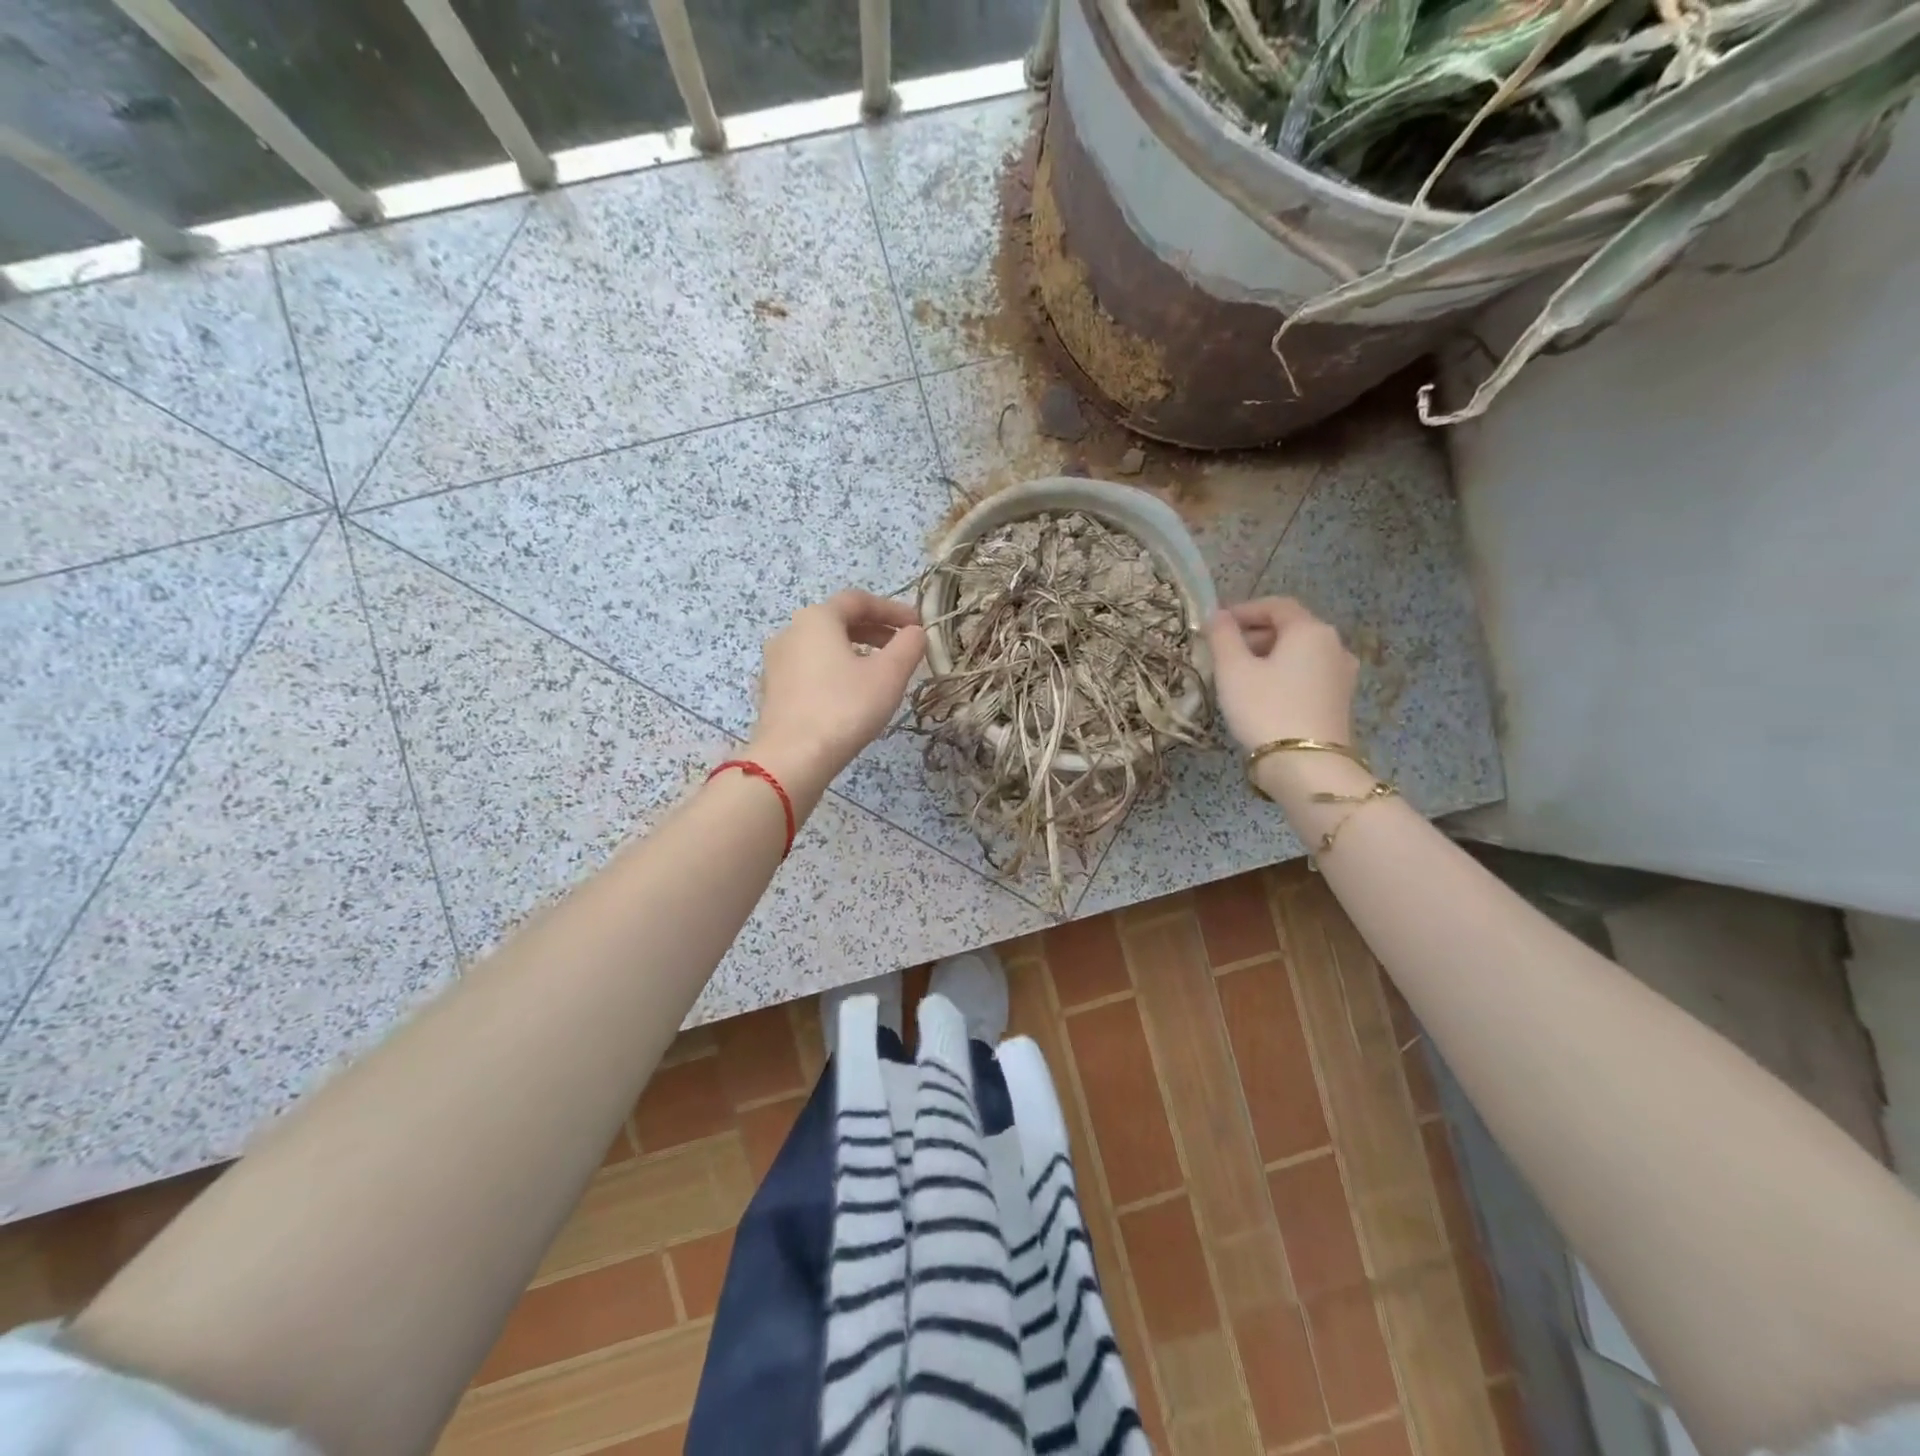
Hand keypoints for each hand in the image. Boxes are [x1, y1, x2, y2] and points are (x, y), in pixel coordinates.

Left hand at [746, 589, 926, 797]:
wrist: (792, 758)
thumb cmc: (845, 708)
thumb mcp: (889, 675)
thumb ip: (908, 646)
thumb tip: (915, 632)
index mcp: (817, 618)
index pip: (859, 601)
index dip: (892, 609)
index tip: (918, 625)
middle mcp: (790, 632)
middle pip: (838, 621)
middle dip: (874, 630)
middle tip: (902, 647)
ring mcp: (776, 663)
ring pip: (822, 646)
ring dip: (855, 651)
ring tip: (880, 671)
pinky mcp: (772, 691)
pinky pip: (810, 669)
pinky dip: (835, 671)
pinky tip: (850, 694)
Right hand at [1204, 598, 1358, 750]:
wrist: (1307, 767)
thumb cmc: (1265, 709)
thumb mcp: (1233, 670)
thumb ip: (1223, 636)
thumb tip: (1217, 615)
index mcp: (1310, 630)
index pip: (1276, 605)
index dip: (1244, 610)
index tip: (1216, 624)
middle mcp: (1334, 645)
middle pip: (1290, 628)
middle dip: (1254, 634)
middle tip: (1222, 651)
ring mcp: (1342, 674)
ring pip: (1299, 653)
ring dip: (1268, 656)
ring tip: (1238, 675)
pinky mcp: (1340, 700)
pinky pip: (1307, 674)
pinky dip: (1283, 674)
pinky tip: (1262, 695)